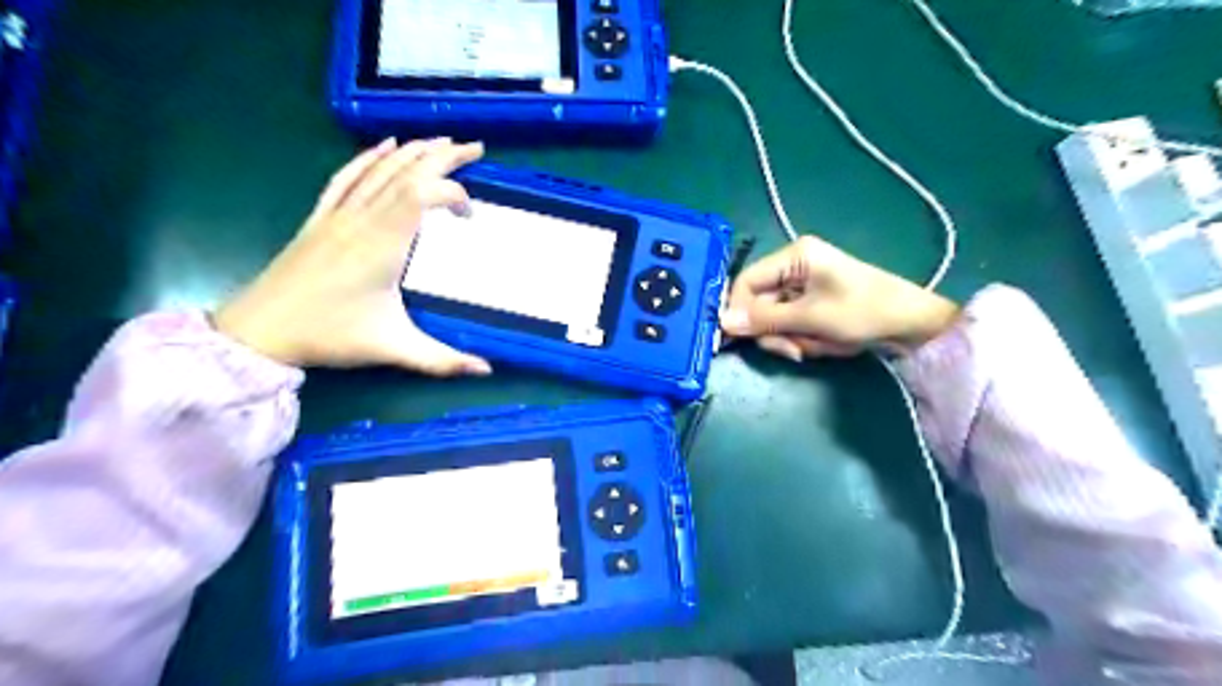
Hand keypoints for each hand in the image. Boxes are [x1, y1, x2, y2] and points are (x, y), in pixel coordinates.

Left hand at [211, 137, 490, 378]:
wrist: (259, 330)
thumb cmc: (329, 335)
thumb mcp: (393, 349)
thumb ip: (443, 360)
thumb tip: (487, 371)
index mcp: (382, 244)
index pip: (421, 195)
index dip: (452, 193)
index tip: (470, 217)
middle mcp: (362, 218)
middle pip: (406, 172)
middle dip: (443, 156)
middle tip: (475, 147)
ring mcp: (338, 214)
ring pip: (379, 169)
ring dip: (414, 151)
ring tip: (443, 141)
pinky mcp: (321, 217)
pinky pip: (348, 176)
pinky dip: (370, 157)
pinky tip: (386, 146)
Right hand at [719, 235, 958, 361]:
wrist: (914, 325)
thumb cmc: (863, 311)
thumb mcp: (810, 317)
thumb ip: (764, 319)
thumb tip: (722, 322)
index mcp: (794, 257)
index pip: (746, 281)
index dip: (738, 310)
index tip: (738, 338)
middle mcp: (794, 267)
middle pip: (759, 303)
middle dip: (774, 331)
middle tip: (793, 350)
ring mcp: (804, 286)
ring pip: (774, 319)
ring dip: (789, 338)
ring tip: (813, 347)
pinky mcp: (812, 303)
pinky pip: (791, 324)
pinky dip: (802, 339)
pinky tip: (822, 344)